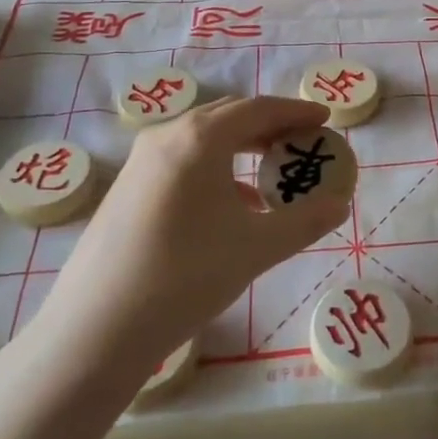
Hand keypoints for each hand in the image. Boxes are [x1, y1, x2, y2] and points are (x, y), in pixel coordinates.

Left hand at [24, 96, 346, 375]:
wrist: (96, 329)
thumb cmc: (185, 276)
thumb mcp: (257, 248)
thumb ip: (306, 221)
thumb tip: (341, 204)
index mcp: (200, 138)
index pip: (259, 109)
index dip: (296, 111)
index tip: (325, 118)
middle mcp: (167, 137)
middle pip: (230, 116)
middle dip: (270, 124)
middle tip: (303, 140)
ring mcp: (140, 162)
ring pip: (203, 138)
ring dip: (242, 146)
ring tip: (272, 171)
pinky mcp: (126, 188)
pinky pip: (182, 160)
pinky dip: (216, 167)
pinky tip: (232, 205)